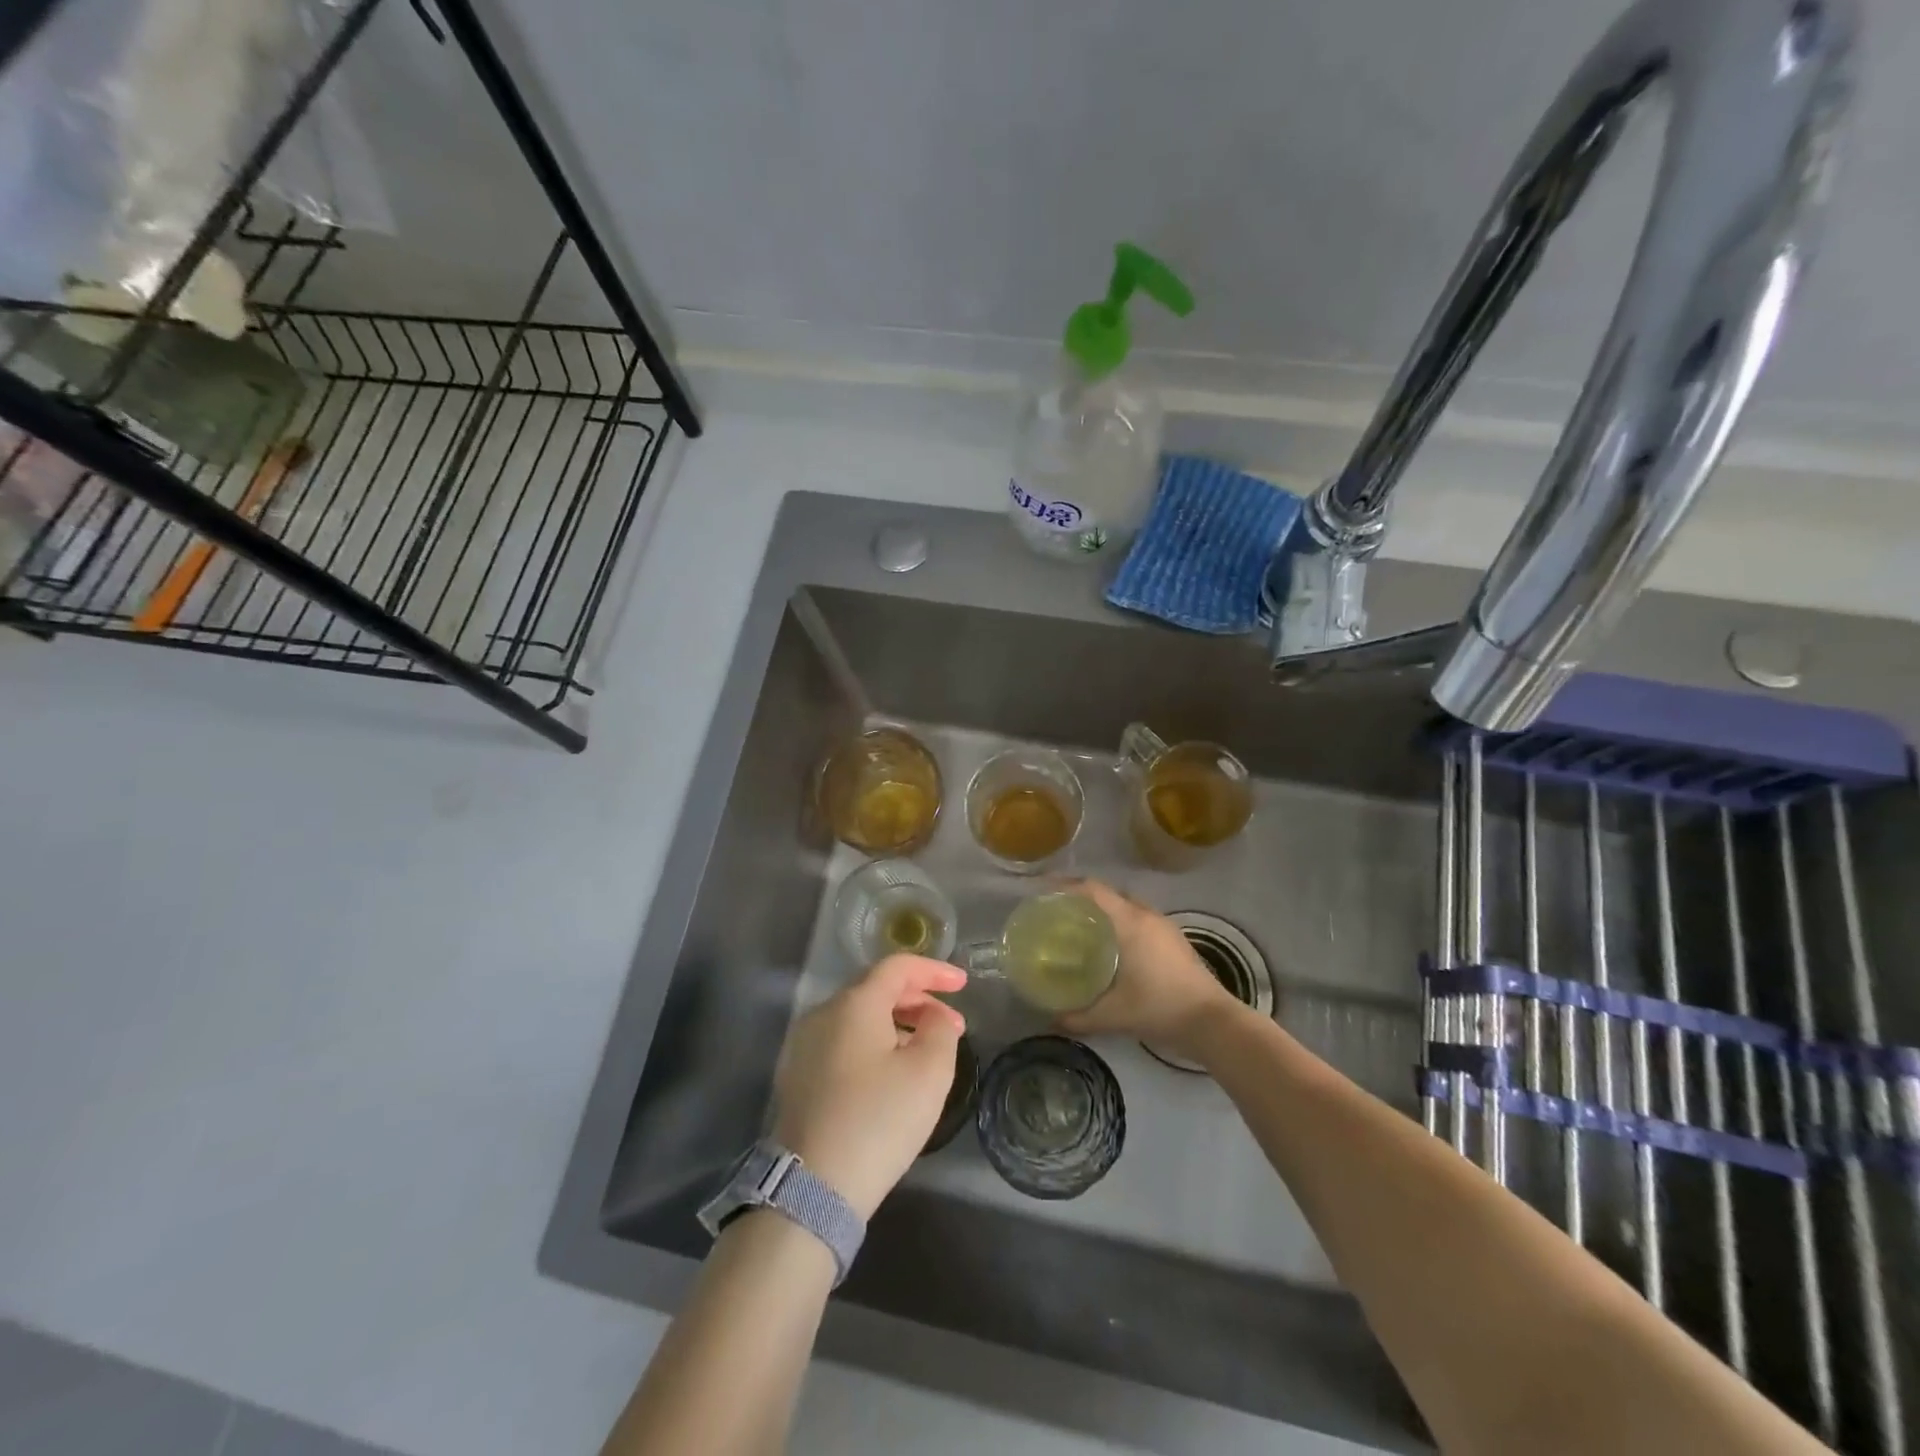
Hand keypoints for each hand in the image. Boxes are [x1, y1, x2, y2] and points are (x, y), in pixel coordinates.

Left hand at [773, 955, 967, 1219]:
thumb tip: (936, 1016)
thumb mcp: (929, 1073)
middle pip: (876, 989)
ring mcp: (804, 1044)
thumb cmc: (878, 1120)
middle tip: (952, 1025)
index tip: (963, 984)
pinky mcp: (797, 1075)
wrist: (811, 1187)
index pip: (898, 967)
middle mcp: (824, 1013)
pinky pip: (843, 1041)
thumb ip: (941, 1030)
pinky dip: (873, 1043)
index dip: (934, 970)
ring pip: (858, 1017)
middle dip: (918, 1000)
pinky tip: (891, 1071)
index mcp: (855, 1003)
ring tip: (926, 1050)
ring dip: (897, 1023)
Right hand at [1057, 879, 1240, 1060]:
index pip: (1092, 890)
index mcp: (1130, 922)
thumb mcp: (1113, 1015)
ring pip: (1126, 906)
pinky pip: (1139, 918)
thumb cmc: (1160, 1008)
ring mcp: (1164, 926)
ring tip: (1079, 927)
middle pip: (1108, 894)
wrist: (1213, 1023)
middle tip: (1057, 912)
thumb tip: (1048, 1019)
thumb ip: (1078, 1016)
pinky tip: (1111, 946)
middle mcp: (1146, 915)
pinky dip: (1119, 922)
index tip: (1042, 892)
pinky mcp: (1174, 940)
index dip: (1065, 886)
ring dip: (1103, 910)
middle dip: (1081, 898)